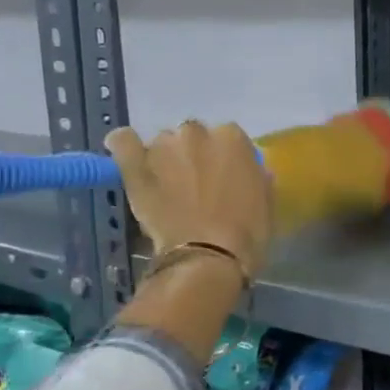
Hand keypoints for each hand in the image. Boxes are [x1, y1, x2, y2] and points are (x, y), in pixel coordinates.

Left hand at [105, 121, 271, 277]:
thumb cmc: (247, 233)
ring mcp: (163, 147)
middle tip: (197, 185)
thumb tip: (250, 172)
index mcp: (233, 139)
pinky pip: (123, 142)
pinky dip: (126, 147)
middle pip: (194, 136)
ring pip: (163, 144)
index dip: (225, 159)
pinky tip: (130, 159)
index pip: (228, 137)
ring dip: (166, 159)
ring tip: (166, 188)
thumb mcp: (266, 202)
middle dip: (195, 156)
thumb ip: (256, 177)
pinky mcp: (134, 164)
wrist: (208, 256)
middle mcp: (197, 133)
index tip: (224, 178)